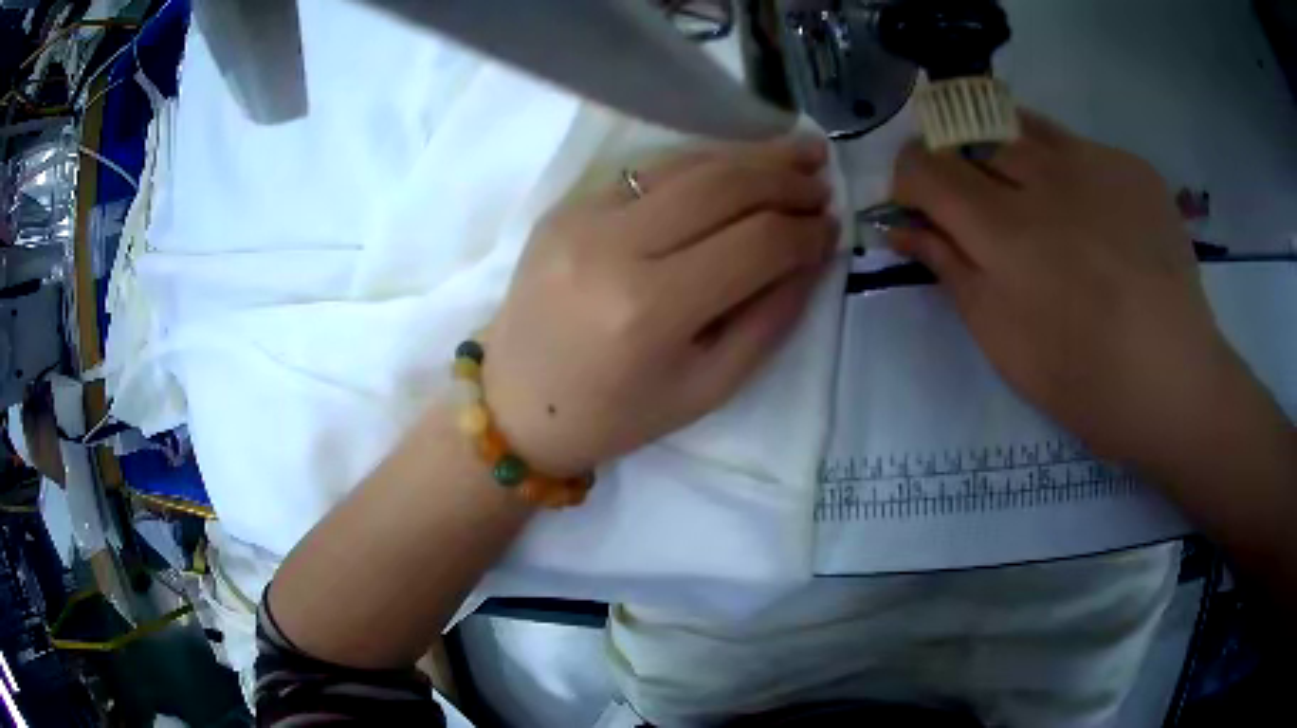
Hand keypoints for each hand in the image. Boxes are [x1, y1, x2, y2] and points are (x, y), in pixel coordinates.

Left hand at [483, 138, 837, 475]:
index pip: (756, 243)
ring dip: (748, 155)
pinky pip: (648, 169)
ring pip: (686, 163)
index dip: (805, 232)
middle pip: (722, 186)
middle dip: (784, 177)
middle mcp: (613, 247)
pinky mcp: (566, 204)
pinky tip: (734, 164)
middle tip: (822, 178)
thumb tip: (813, 255)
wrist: (515, 402)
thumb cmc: (615, 415)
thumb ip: (769, 318)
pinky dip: (701, 162)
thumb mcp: (707, 388)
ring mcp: (582, 216)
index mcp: (650, 310)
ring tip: (795, 152)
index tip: (832, 229)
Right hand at [888, 111, 1242, 472]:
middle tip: (979, 206)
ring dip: (1008, 151)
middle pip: (970, 133)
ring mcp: (1093, 162)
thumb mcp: (1001, 338)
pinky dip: (1067, 169)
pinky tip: (1093, 216)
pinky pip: (1079, 146)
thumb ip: (949, 269)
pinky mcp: (1131, 165)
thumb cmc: (1081, 378)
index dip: (911, 180)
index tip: (922, 208)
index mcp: (1003, 229)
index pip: (925, 166)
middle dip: (958, 162)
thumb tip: (902, 227)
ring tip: (1030, 196)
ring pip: (1023, 125)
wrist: (1174, 379)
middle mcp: (1043, 176)